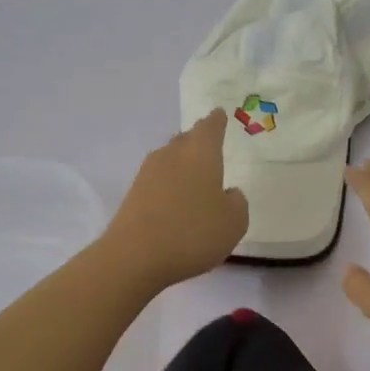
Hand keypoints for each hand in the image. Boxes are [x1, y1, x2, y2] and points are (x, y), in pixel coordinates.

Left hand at [104, 110, 248, 289]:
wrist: (134, 256)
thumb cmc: (192, 232)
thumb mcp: (233, 222)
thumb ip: (237, 203)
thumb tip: (228, 193)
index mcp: (200, 154)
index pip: (210, 128)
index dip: (217, 121)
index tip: (219, 114)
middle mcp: (172, 155)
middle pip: (185, 139)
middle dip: (198, 140)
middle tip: (209, 144)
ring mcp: (147, 174)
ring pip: (169, 158)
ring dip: (181, 163)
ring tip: (194, 174)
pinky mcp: (133, 195)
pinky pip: (157, 181)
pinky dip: (168, 185)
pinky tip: (175, 200)